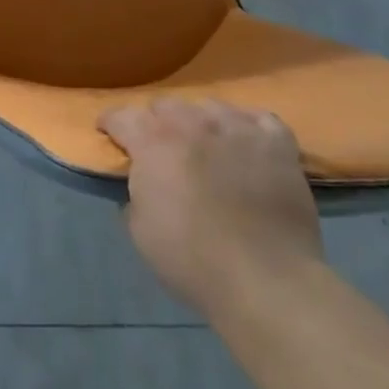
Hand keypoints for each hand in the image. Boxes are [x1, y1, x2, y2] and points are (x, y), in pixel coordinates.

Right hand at [99, 98, 322, 315]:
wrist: (267, 282)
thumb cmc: (193, 260)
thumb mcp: (139, 230)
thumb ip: (134, 193)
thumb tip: (140, 181)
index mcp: (153, 141)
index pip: (121, 116)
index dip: (111, 126)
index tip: (111, 137)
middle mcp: (192, 123)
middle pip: (165, 105)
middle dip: (157, 124)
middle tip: (162, 151)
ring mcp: (237, 128)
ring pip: (209, 106)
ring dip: (200, 123)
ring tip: (206, 147)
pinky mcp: (277, 143)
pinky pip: (259, 118)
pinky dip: (248, 127)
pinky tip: (247, 145)